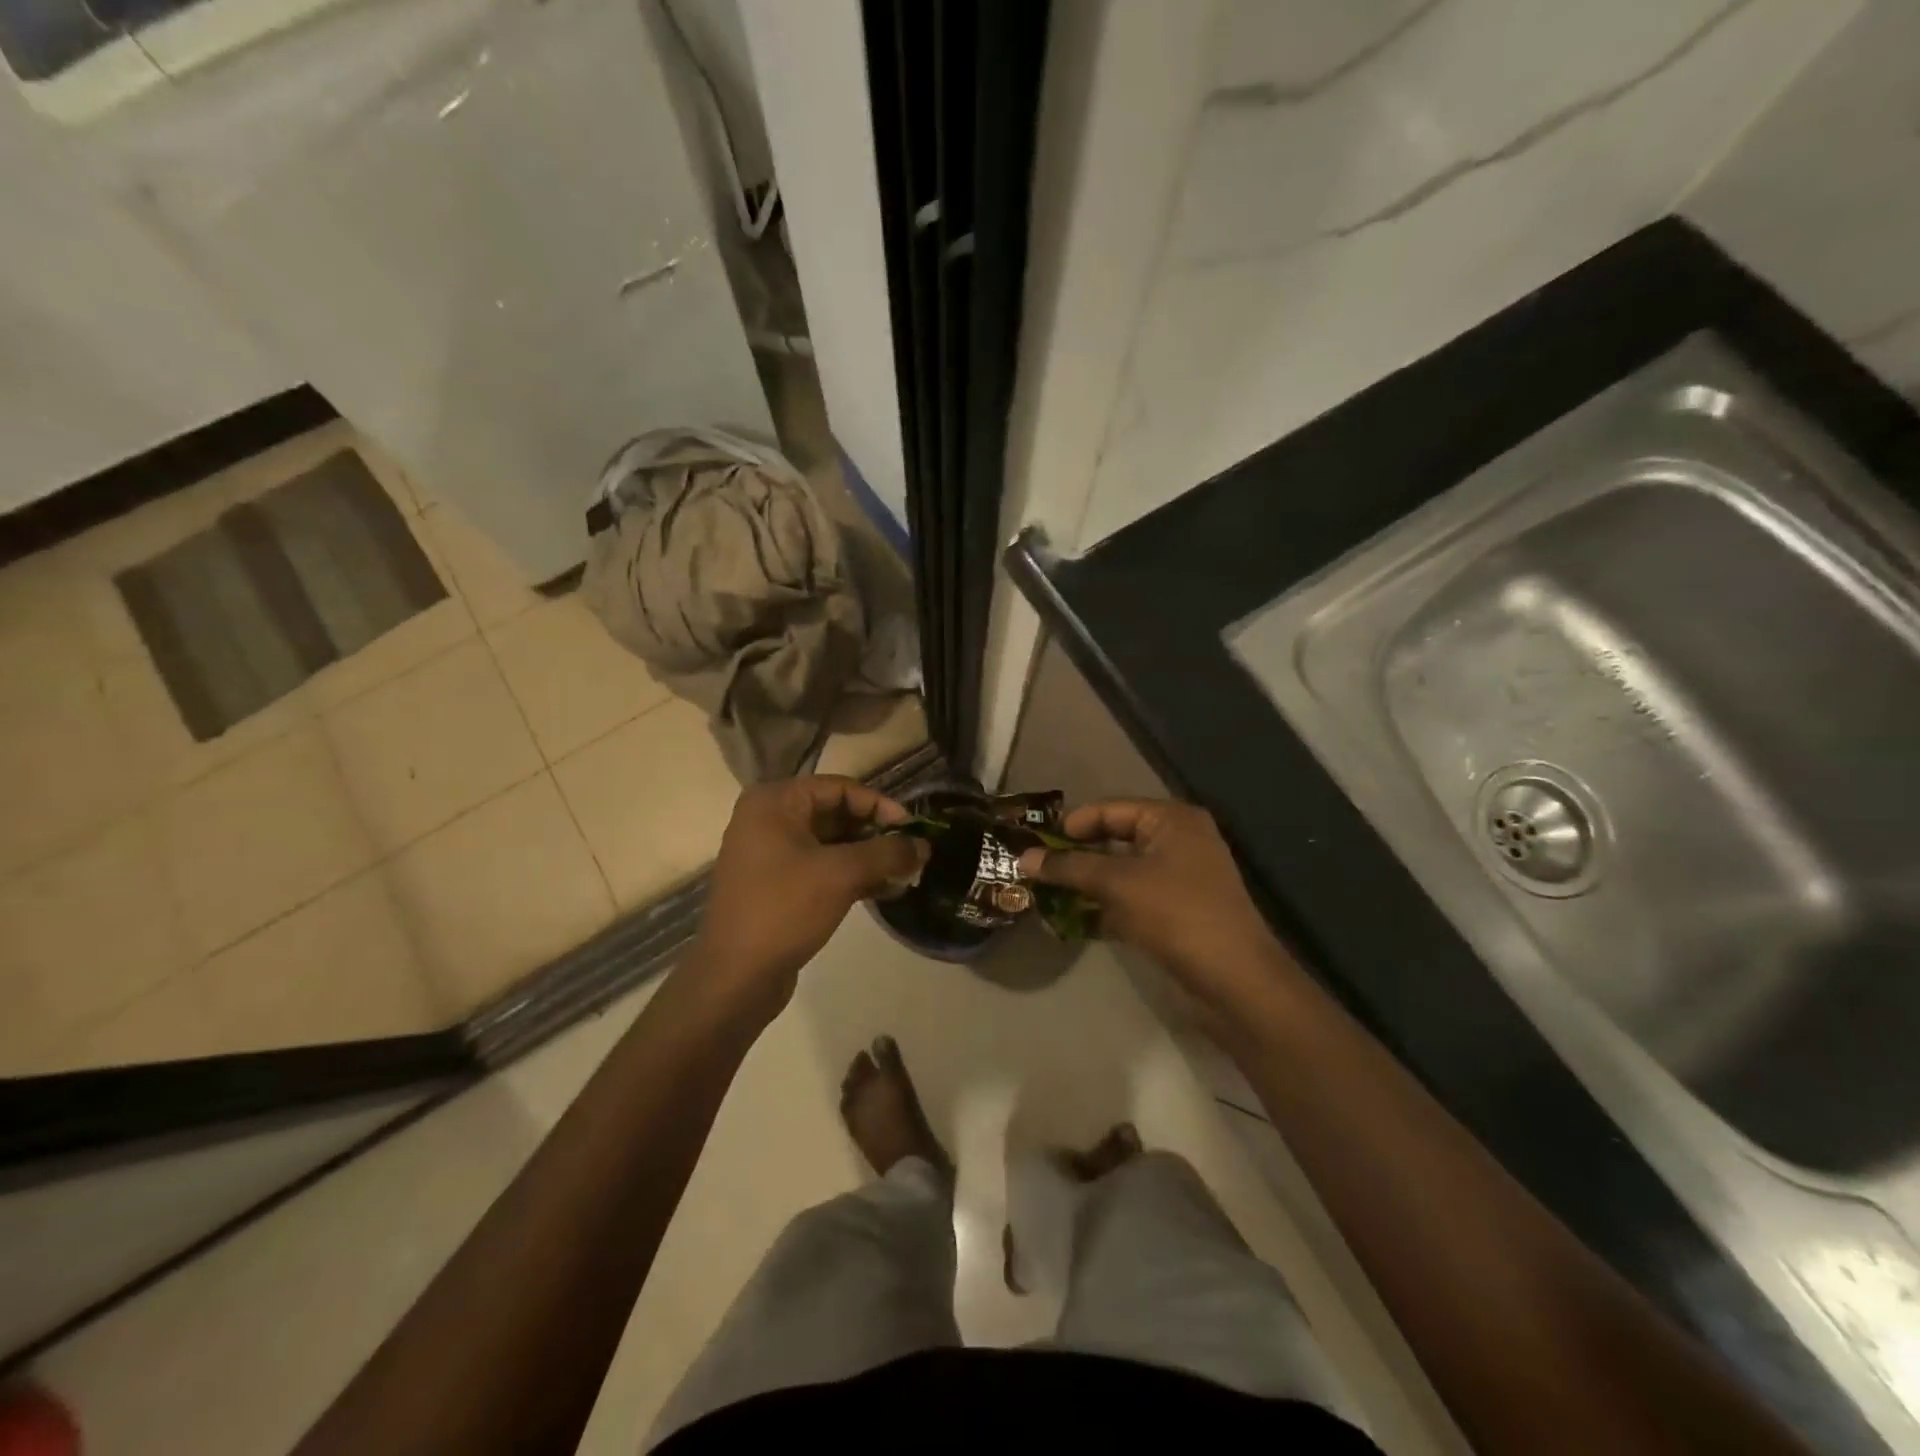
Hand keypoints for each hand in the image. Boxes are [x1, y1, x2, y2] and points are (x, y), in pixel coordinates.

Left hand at [688, 776, 928, 1019]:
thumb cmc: (784, 909)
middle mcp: (769, 819)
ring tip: (906, 875)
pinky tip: (886, 891)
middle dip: (877, 834)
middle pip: (837, 814)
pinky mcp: (777, 885)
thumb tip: (924, 846)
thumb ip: (887, 853)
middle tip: (912, 854)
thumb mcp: (841, 874)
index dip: (880, 806)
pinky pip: (822, 868)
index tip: (913, 829)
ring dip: (869, 857)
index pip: (840, 788)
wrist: (735, 976)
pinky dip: (853, 875)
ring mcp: (771, 853)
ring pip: (832, 844)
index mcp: (775, 802)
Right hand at [1019, 798, 1299, 1013]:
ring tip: (1044, 895)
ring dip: (1085, 885)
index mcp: (1171, 820)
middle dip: (1075, 857)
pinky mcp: (1175, 912)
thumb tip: (1024, 859)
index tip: (1035, 844)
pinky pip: (1130, 899)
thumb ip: (1070, 868)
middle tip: (1036, 869)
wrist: (1235, 980)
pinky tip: (1070, 923)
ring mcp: (1178, 879)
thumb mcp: (1118, 884)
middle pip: (1114, 839)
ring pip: (1120, 872)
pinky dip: (1103, 908)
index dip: (1072, 824)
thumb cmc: (1177, 914)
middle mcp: (1177, 841)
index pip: (1110, 809)